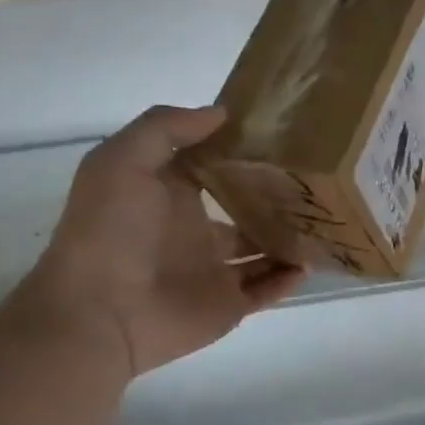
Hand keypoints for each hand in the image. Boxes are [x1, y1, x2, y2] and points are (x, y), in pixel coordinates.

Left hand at [19, 105, 305, 377]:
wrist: (101, 310)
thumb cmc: (110, 230)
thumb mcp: (123, 160)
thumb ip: (167, 128)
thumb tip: (222, 114)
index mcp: (169, 195)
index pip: (213, 168)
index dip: (241, 152)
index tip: (281, 135)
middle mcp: (193, 230)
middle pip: (244, 209)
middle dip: (275, 197)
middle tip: (314, 180)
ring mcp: (213, 270)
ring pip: (261, 251)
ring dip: (288, 239)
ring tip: (323, 221)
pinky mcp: (227, 305)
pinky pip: (266, 290)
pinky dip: (288, 279)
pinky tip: (309, 263)